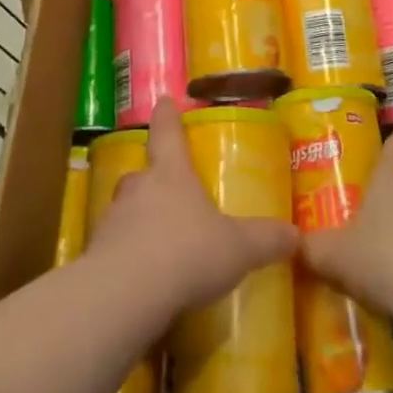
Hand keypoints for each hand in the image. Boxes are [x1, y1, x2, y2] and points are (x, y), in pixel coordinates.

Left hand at [86, 98, 297, 314]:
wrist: (127, 292)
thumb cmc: (187, 252)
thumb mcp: (237, 248)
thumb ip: (264, 240)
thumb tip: (296, 234)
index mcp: (172, 174)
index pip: (168, 133)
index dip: (167, 116)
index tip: (163, 100)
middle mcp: (139, 187)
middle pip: (143, 173)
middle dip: (152, 178)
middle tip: (165, 189)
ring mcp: (113, 219)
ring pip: (126, 209)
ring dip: (137, 219)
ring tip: (156, 241)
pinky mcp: (96, 254)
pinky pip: (113, 247)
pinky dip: (125, 256)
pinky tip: (140, 278)